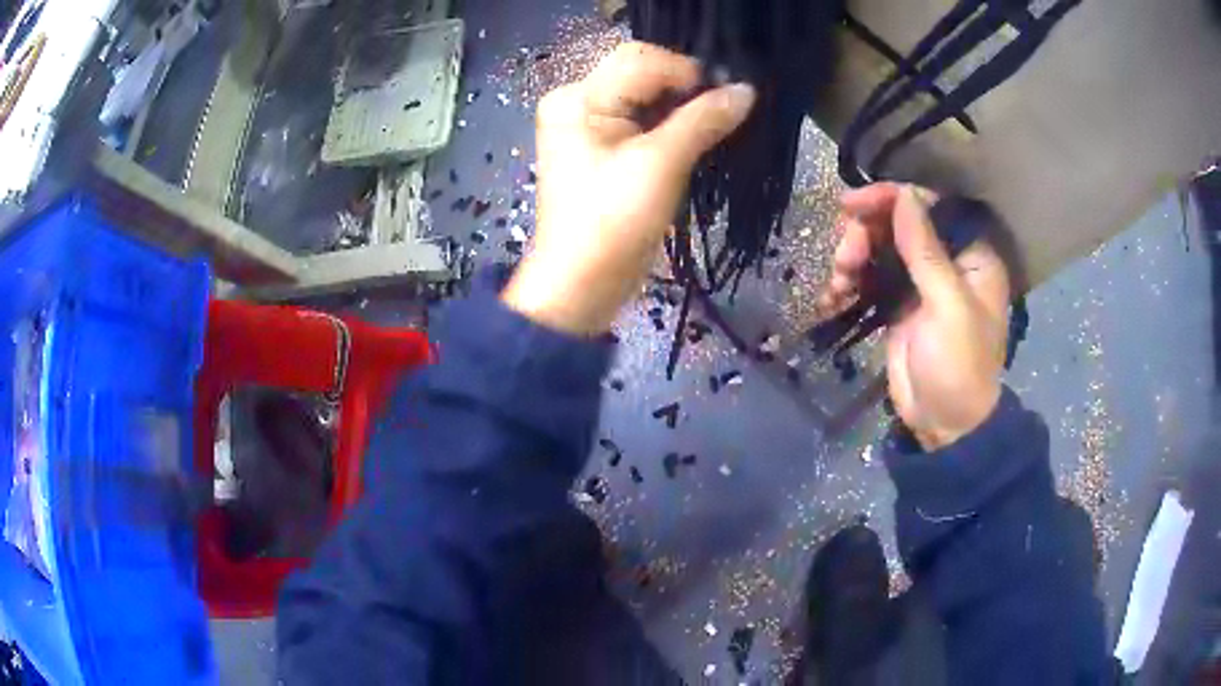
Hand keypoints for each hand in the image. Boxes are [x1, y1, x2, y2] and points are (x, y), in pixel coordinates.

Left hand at [502, 42, 755, 334]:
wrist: (581, 285)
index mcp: (578, 98)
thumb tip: (747, 90)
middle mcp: (577, 102)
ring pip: (645, 98)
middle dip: (686, 89)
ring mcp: (588, 127)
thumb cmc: (613, 222)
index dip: (688, 71)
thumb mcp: (661, 164)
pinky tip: (697, 137)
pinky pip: (641, 122)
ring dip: (682, 109)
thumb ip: (703, 120)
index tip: (730, 95)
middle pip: (642, 75)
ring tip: (717, 125)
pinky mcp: (602, 150)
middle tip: (726, 110)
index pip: (641, 59)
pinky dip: (671, 126)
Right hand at [823, 184, 1011, 450]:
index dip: (893, 199)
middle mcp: (946, 260)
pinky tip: (832, 298)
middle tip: (844, 257)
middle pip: (899, 223)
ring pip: (878, 247)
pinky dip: (847, 283)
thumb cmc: (959, 367)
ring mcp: (919, 282)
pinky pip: (868, 277)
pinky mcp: (896, 303)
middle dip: (866, 234)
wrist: (943, 425)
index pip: (932, 207)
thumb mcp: (947, 306)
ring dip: (852, 258)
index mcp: (971, 255)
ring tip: (838, 284)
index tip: (854, 204)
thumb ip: (926, 250)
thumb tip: (903, 195)